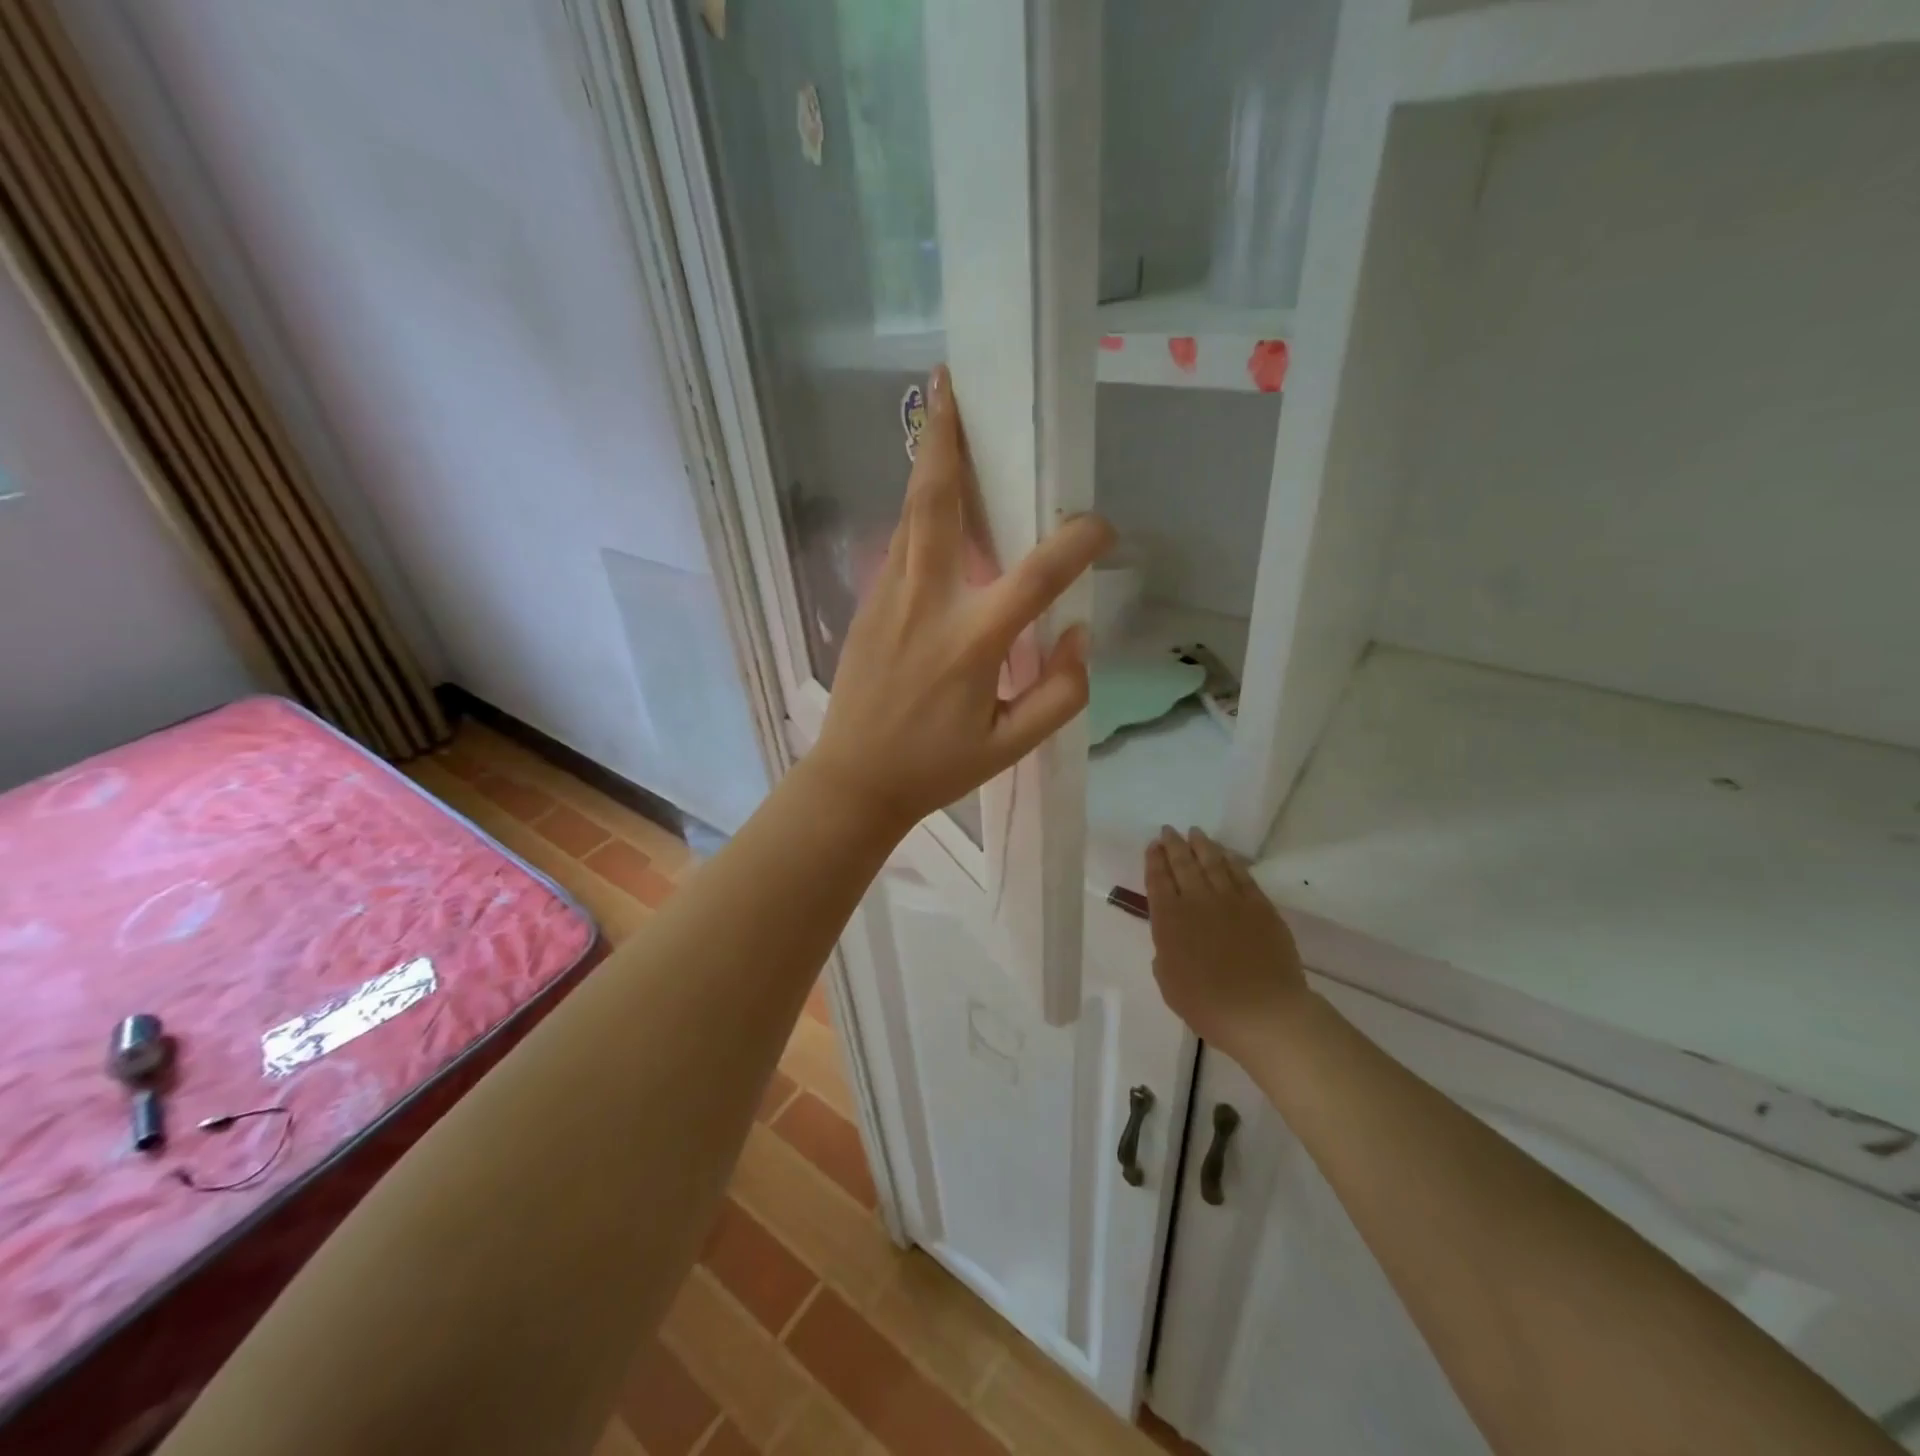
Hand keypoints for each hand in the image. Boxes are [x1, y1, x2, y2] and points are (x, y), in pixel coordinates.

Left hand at [806, 365, 1113, 835]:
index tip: (1102, 529)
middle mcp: (927, 604)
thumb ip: (1060, 693)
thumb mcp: (1011, 747)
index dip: (1078, 542)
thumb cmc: (935, 767)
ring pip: (911, 515)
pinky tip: (937, 508)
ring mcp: (888, 598)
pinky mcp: (867, 604)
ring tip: (941, 416)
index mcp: (971, 642)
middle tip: (950, 383)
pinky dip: (921, 514)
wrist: (853, 780)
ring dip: (929, 463)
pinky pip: (900, 545)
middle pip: (937, 503)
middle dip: (946, 440)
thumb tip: (1078, 636)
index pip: (1038, 575)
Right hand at [1147, 828, 1310, 1062]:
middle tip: (1169, 831)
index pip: (1157, 880)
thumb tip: (1174, 940)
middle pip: (1183, 864)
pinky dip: (1232, 862)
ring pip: (1213, 863)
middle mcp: (1197, 901)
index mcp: (1169, 919)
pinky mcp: (1260, 906)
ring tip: (1195, 833)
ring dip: (1202, 846)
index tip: (1153, 846)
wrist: (1262, 1011)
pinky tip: (1226, 856)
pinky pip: (1243, 876)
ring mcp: (1231, 900)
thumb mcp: (1169, 982)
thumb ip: (1166, 953)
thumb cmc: (1207, 1004)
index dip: (1154, 861)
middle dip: (1174, 845)